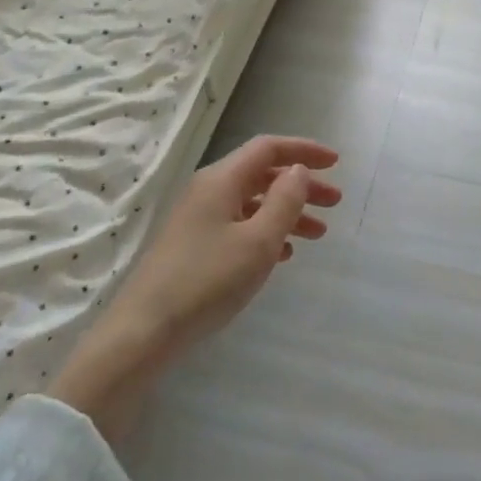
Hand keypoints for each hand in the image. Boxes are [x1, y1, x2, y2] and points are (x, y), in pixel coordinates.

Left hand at [51, 136, 339, 441]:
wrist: (144, 332)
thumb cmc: (207, 281)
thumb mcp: (258, 241)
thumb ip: (285, 201)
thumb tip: (298, 170)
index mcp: (222, 180)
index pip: (268, 148)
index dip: (304, 150)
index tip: (336, 163)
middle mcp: (209, 191)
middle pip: (263, 175)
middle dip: (301, 185)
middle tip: (335, 202)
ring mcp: (199, 219)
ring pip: (253, 202)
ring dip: (288, 212)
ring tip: (318, 233)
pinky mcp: (194, 246)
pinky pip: (240, 225)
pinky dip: (266, 231)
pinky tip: (284, 254)